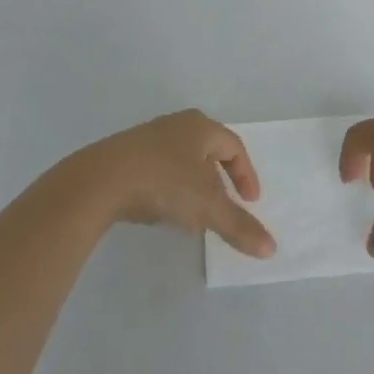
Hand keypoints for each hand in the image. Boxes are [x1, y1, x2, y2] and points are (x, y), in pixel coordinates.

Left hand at [79, 109, 275, 257]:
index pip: (234, 146)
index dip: (245, 174)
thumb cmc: (164, 183)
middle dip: (221, 177)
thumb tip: (272, 248)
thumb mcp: (206, 207)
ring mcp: (150, 136)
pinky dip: (171, 186)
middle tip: (227, 204)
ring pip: (183, 158)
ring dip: (195, 183)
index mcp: (201, 126)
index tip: (250, 202)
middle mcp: (178, 124)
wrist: (102, 179)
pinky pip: (160, 166)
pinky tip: (164, 208)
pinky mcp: (128, 153)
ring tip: (196, 212)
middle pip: (209, 148)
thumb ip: (238, 226)